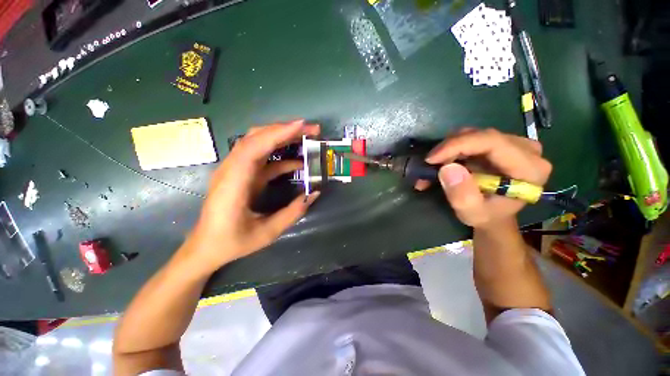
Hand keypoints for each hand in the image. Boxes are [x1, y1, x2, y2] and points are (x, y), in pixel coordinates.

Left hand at [181, 120, 320, 272]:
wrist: (205, 247)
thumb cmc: (232, 242)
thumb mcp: (267, 233)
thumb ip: (292, 213)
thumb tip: (314, 193)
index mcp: (233, 183)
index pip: (254, 147)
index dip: (277, 133)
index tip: (301, 126)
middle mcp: (231, 170)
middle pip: (256, 138)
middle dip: (285, 129)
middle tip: (312, 129)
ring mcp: (235, 170)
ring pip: (258, 143)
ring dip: (282, 137)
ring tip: (306, 137)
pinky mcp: (241, 174)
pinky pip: (261, 158)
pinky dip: (280, 155)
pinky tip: (297, 162)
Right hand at [416, 128, 551, 228]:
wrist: (494, 215)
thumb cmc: (486, 216)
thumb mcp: (471, 213)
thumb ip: (462, 195)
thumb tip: (447, 168)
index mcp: (529, 169)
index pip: (492, 142)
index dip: (457, 145)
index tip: (431, 158)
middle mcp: (528, 150)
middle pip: (482, 136)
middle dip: (450, 148)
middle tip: (430, 164)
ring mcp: (516, 144)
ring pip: (475, 134)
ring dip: (450, 149)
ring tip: (436, 166)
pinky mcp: (502, 143)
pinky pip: (473, 138)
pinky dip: (454, 148)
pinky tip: (445, 162)